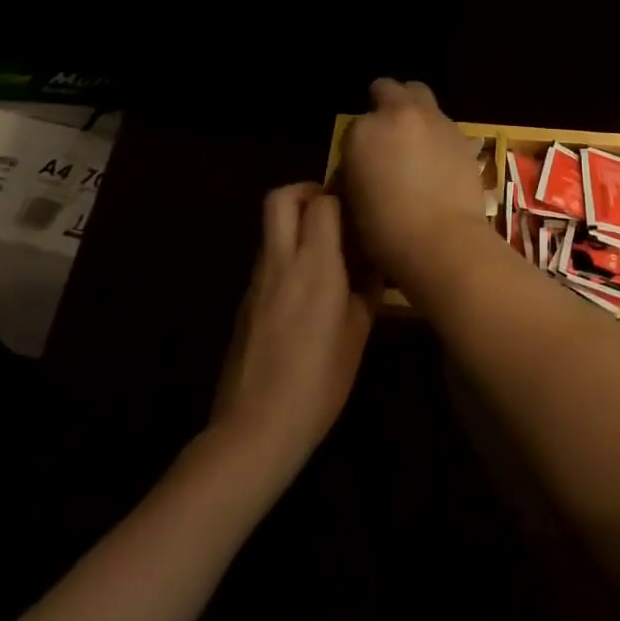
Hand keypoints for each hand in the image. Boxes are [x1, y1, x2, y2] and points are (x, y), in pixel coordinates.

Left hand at [210, 184, 372, 482]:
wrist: (254, 429)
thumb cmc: (319, 380)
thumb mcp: (357, 334)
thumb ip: (366, 290)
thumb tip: (375, 266)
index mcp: (315, 264)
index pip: (322, 202)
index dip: (341, 193)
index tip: (360, 202)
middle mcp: (281, 262)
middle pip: (280, 199)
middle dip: (306, 191)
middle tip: (333, 209)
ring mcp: (256, 282)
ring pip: (270, 230)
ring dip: (295, 226)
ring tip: (327, 251)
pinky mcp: (244, 304)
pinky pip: (267, 261)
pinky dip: (286, 257)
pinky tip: (308, 291)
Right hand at [340, 79, 485, 280]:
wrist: (442, 240)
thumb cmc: (385, 230)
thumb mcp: (351, 201)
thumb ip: (353, 171)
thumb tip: (361, 166)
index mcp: (363, 131)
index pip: (355, 124)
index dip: (358, 142)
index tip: (362, 160)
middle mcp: (399, 114)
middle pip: (390, 89)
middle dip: (385, 102)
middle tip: (387, 129)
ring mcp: (434, 120)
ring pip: (421, 98)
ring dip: (414, 113)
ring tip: (414, 142)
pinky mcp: (461, 134)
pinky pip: (443, 123)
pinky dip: (436, 132)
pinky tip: (437, 158)